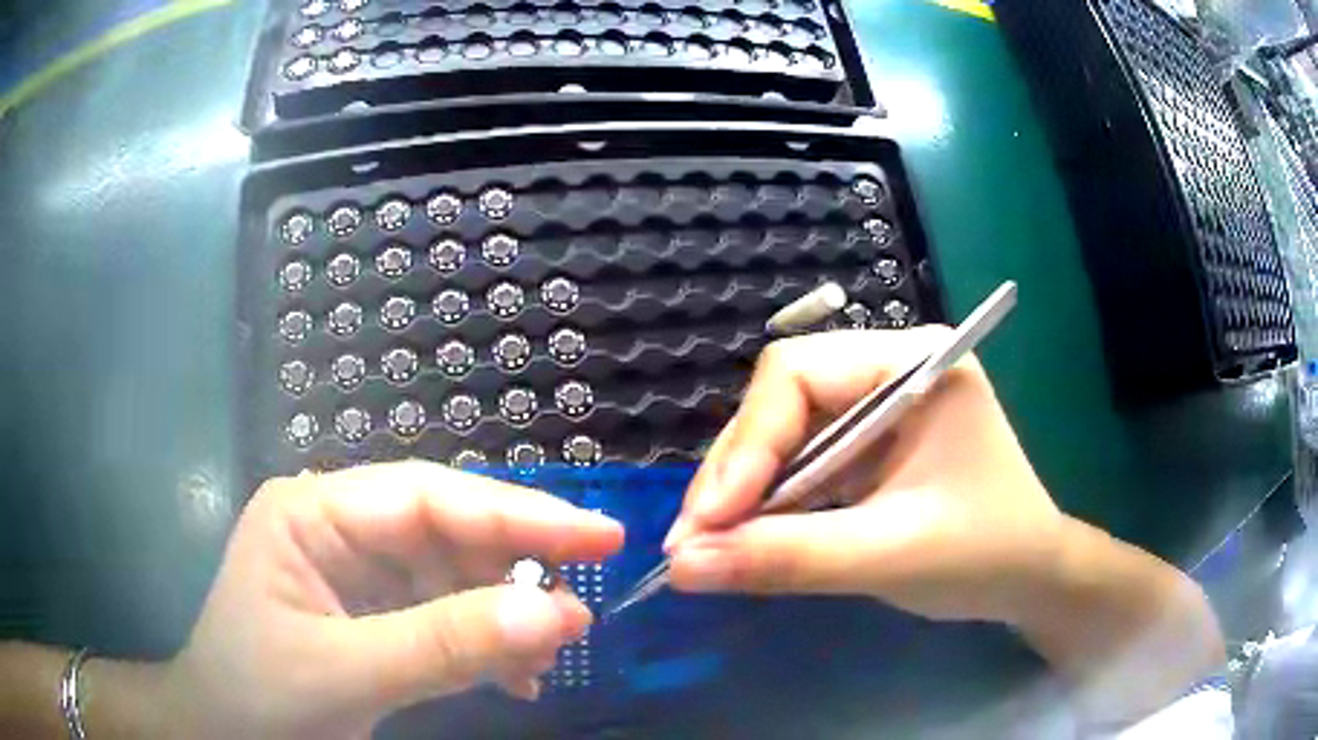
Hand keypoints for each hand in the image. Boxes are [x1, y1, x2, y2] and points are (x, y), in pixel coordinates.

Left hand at [159, 461, 622, 739]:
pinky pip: (443, 616)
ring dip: (505, 619)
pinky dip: (484, 646)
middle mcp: (338, 527)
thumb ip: (445, 645)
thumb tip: (559, 616)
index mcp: (313, 512)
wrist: (224, 735)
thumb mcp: (345, 674)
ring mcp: (356, 571)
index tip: (601, 536)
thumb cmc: (260, 698)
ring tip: (546, 661)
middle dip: (515, 573)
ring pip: (454, 577)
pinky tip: (513, 678)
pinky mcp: (372, 612)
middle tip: (580, 615)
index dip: (518, 514)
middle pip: (447, 532)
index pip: (428, 497)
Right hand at [664, 327, 1063, 625]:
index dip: (746, 443)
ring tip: (705, 548)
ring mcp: (878, 407)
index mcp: (915, 363)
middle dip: (735, 474)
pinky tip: (745, 539)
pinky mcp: (869, 446)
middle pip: (782, 401)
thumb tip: (682, 566)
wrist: (1031, 579)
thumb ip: (787, 558)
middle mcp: (891, 369)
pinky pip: (800, 462)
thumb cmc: (984, 556)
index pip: (799, 373)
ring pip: (782, 433)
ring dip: (742, 493)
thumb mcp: (889, 556)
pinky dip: (768, 504)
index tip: (709, 520)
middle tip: (693, 542)